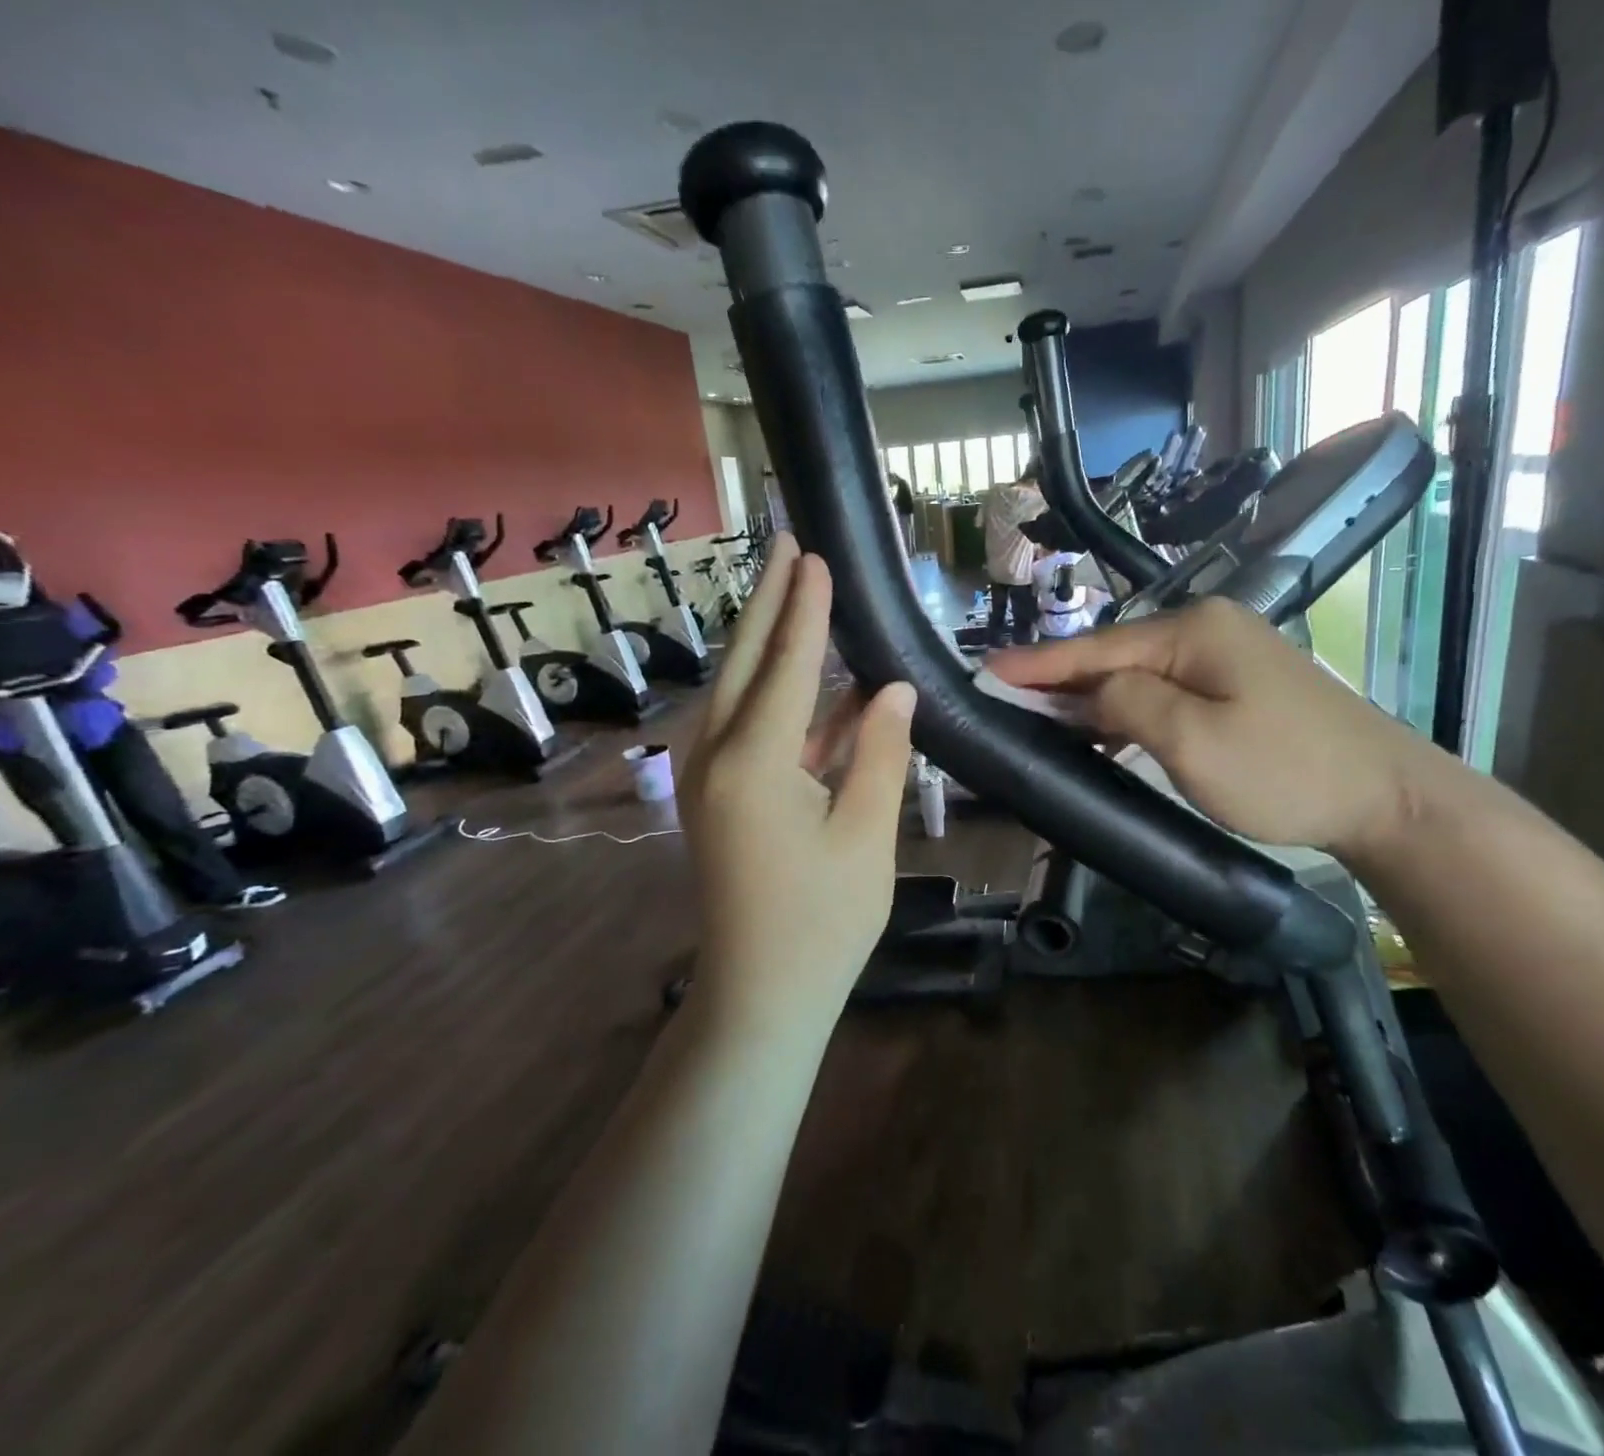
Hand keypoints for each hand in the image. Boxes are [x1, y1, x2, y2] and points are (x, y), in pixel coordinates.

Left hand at [679, 535, 917, 1025]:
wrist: (761, 994)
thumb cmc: (824, 921)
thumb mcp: (867, 833)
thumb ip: (879, 752)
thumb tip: (896, 689)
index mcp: (754, 763)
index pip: (786, 666)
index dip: (805, 610)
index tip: (816, 557)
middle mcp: (715, 757)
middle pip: (745, 663)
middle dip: (768, 603)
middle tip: (788, 548)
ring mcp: (707, 778)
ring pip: (738, 691)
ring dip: (767, 644)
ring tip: (793, 596)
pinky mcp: (715, 797)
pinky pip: (745, 728)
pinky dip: (776, 698)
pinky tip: (809, 683)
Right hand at [987, 596, 1437, 860]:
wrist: (1384, 797)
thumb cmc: (1284, 771)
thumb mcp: (1193, 742)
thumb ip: (1128, 705)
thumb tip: (1088, 691)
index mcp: (1193, 632)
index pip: (1096, 647)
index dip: (1037, 663)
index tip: (985, 670)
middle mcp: (1208, 628)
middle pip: (1115, 655)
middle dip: (1060, 679)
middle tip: (1003, 697)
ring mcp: (1227, 653)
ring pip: (1139, 674)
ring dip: (1092, 696)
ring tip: (1040, 714)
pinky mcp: (1239, 684)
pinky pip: (1166, 689)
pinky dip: (1128, 708)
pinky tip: (1103, 726)